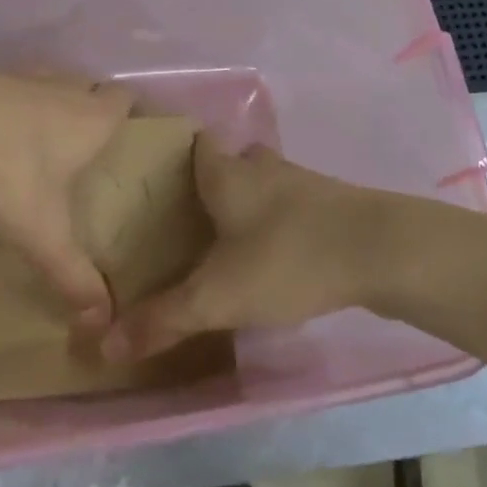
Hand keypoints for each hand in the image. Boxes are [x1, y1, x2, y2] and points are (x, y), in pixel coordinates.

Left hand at [0, 66, 134, 325]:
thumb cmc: (7, 176)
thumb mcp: (42, 234)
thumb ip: (73, 275)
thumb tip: (103, 321)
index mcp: (89, 119)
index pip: (124, 98)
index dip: (129, 109)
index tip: (126, 131)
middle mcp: (60, 88)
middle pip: (87, 84)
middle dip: (88, 105)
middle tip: (80, 142)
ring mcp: (17, 76)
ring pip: (44, 79)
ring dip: (44, 99)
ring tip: (33, 133)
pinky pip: (2, 84)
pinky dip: (1, 101)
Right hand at [101, 138, 391, 360]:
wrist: (382, 250)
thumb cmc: (287, 258)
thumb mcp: (217, 296)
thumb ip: (163, 319)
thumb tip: (104, 344)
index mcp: (226, 174)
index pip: (192, 143)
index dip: (172, 153)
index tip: (152, 177)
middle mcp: (261, 167)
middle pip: (227, 163)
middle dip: (207, 184)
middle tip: (184, 218)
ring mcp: (300, 181)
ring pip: (260, 184)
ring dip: (245, 203)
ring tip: (223, 239)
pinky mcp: (332, 203)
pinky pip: (290, 205)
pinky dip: (276, 221)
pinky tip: (274, 255)